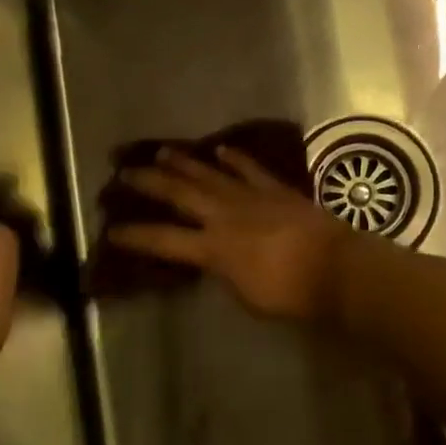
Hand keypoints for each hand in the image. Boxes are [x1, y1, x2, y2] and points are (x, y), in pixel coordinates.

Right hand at [108, 147, 352, 321]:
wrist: (334, 267)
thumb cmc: (289, 294)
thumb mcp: (245, 295)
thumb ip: (223, 273)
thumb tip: (214, 260)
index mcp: (213, 248)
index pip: (164, 240)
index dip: (135, 235)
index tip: (111, 228)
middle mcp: (225, 216)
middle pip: (180, 194)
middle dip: (150, 182)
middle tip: (125, 171)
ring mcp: (251, 197)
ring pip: (210, 174)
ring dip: (184, 162)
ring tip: (161, 151)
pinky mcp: (276, 189)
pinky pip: (250, 169)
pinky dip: (234, 158)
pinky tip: (220, 148)